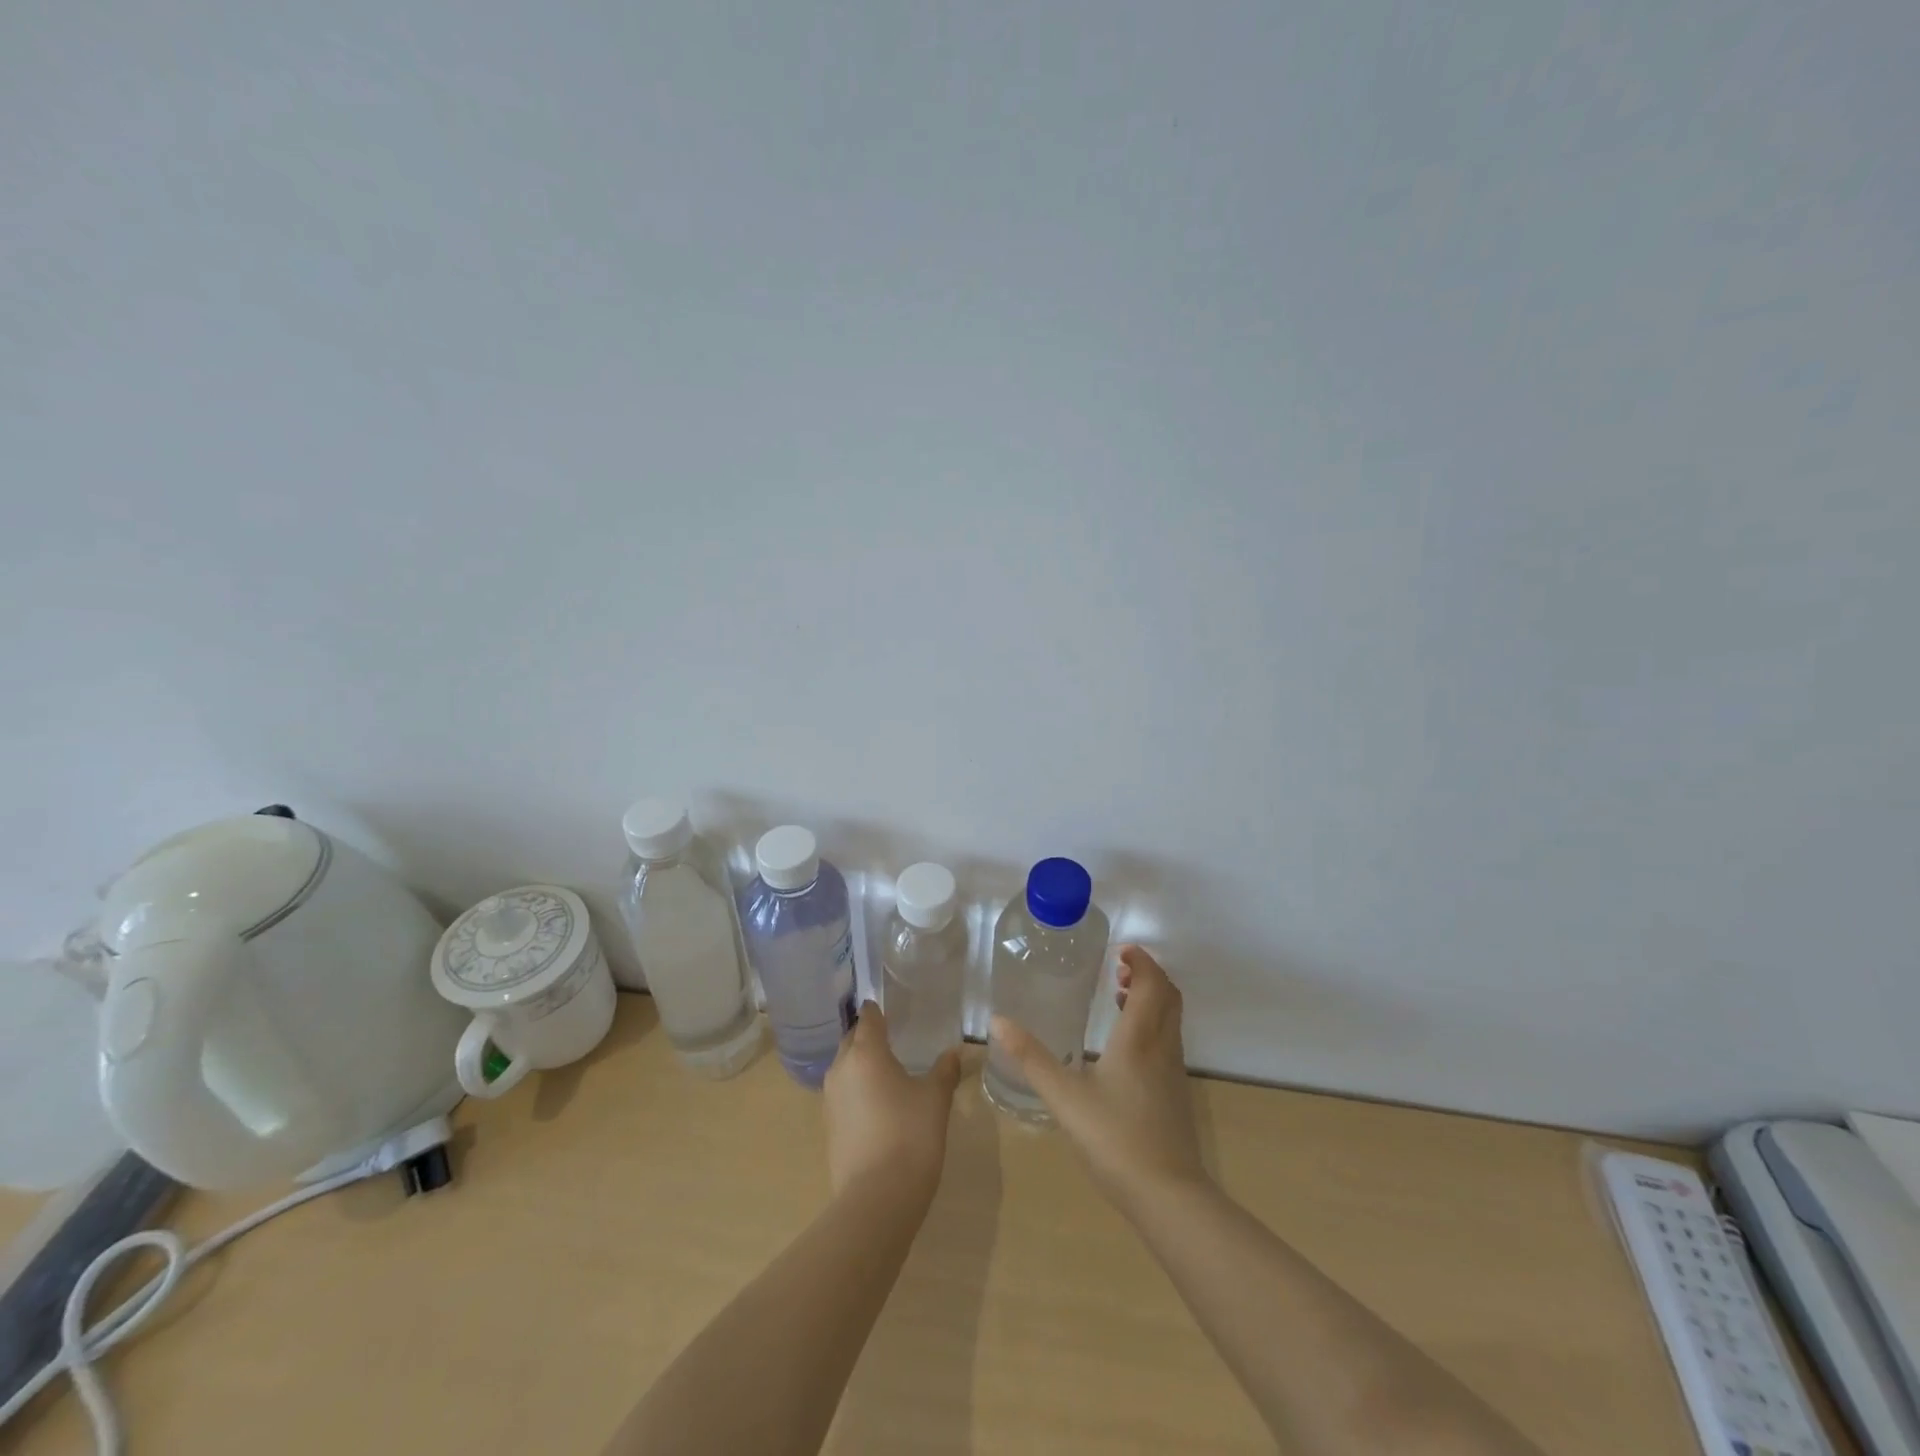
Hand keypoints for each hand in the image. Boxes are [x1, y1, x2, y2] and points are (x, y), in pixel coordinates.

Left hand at [823, 1001, 962, 1203]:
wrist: (877, 1199)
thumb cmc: (910, 1136)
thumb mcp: (936, 1099)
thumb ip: (945, 1070)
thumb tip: (956, 1051)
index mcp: (866, 1052)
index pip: (868, 1017)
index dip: (878, 1010)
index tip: (892, 1009)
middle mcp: (841, 1068)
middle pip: (851, 1040)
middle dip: (868, 1036)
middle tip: (893, 1038)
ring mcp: (830, 1099)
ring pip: (844, 1068)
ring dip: (861, 1064)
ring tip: (887, 1071)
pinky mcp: (829, 1127)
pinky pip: (842, 1094)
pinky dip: (857, 1090)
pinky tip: (878, 1104)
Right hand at [991, 945, 1205, 1210]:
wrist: (1168, 1196)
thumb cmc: (1114, 1138)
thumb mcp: (1064, 1097)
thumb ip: (1031, 1058)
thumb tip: (998, 1021)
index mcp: (1139, 1038)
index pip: (1152, 983)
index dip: (1141, 961)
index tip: (1120, 951)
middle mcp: (1162, 1047)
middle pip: (1168, 996)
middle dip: (1148, 975)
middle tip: (1119, 970)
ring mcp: (1174, 1072)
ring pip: (1170, 1020)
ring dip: (1151, 1000)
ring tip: (1119, 999)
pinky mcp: (1175, 1094)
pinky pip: (1168, 1042)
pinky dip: (1152, 1025)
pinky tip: (1124, 1048)